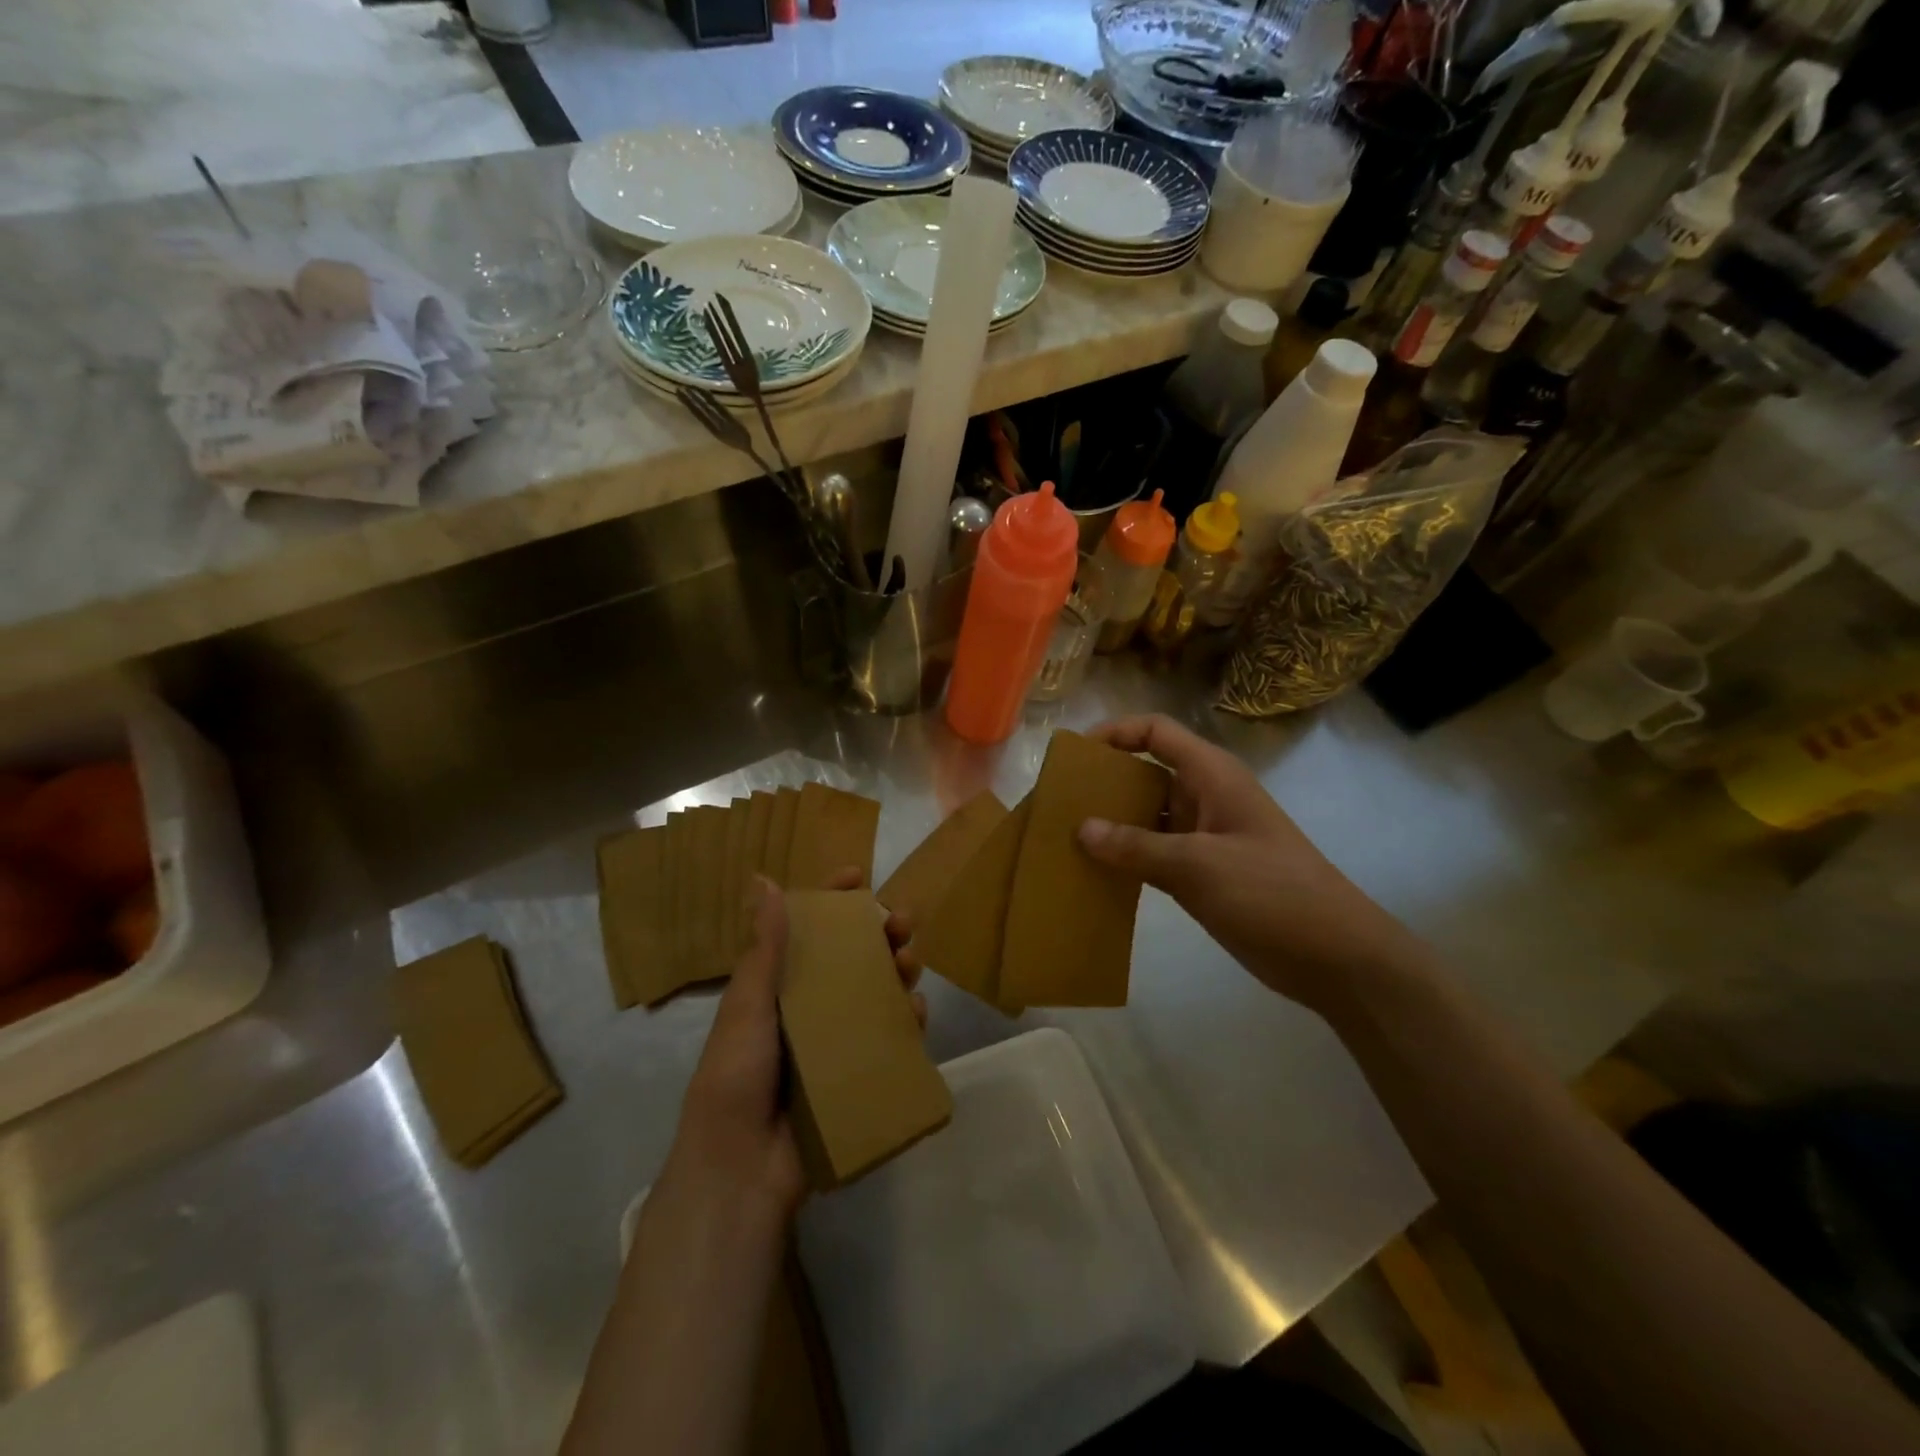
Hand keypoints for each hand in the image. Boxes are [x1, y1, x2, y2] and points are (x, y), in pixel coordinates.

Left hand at [657, 866, 922, 1225]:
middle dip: (879, 935)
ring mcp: (834, 1043)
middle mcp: (807, 1008)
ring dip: (897, 972)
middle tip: (903, 922)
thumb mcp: (748, 1007)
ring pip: (874, 994)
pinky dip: (905, 1021)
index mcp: (777, 988)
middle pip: (850, 959)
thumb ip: (764, 948)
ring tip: (911, 963)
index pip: (807, 932)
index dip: (832, 901)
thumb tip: (764, 879)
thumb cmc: (735, 1077)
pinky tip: (916, 1011)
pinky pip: (887, 1039)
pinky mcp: (856, 1075)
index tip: (859, 875)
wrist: (742, 1169)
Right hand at [1077, 715, 1424, 1010]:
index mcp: (1211, 776)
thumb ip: (1137, 846)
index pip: (1157, 732)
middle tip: (1058, 800)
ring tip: (1066, 837)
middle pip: (1146, 772)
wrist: (1334, 956)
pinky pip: (1154, 853)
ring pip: (1148, 816)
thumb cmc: (1271, 893)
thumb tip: (1081, 828)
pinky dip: (1127, 857)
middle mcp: (1205, 797)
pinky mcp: (1203, 873)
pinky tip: (1095, 872)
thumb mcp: (1198, 865)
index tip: (1075, 755)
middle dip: (1104, 782)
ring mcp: (1205, 837)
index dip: (1115, 733)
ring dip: (1112, 823)